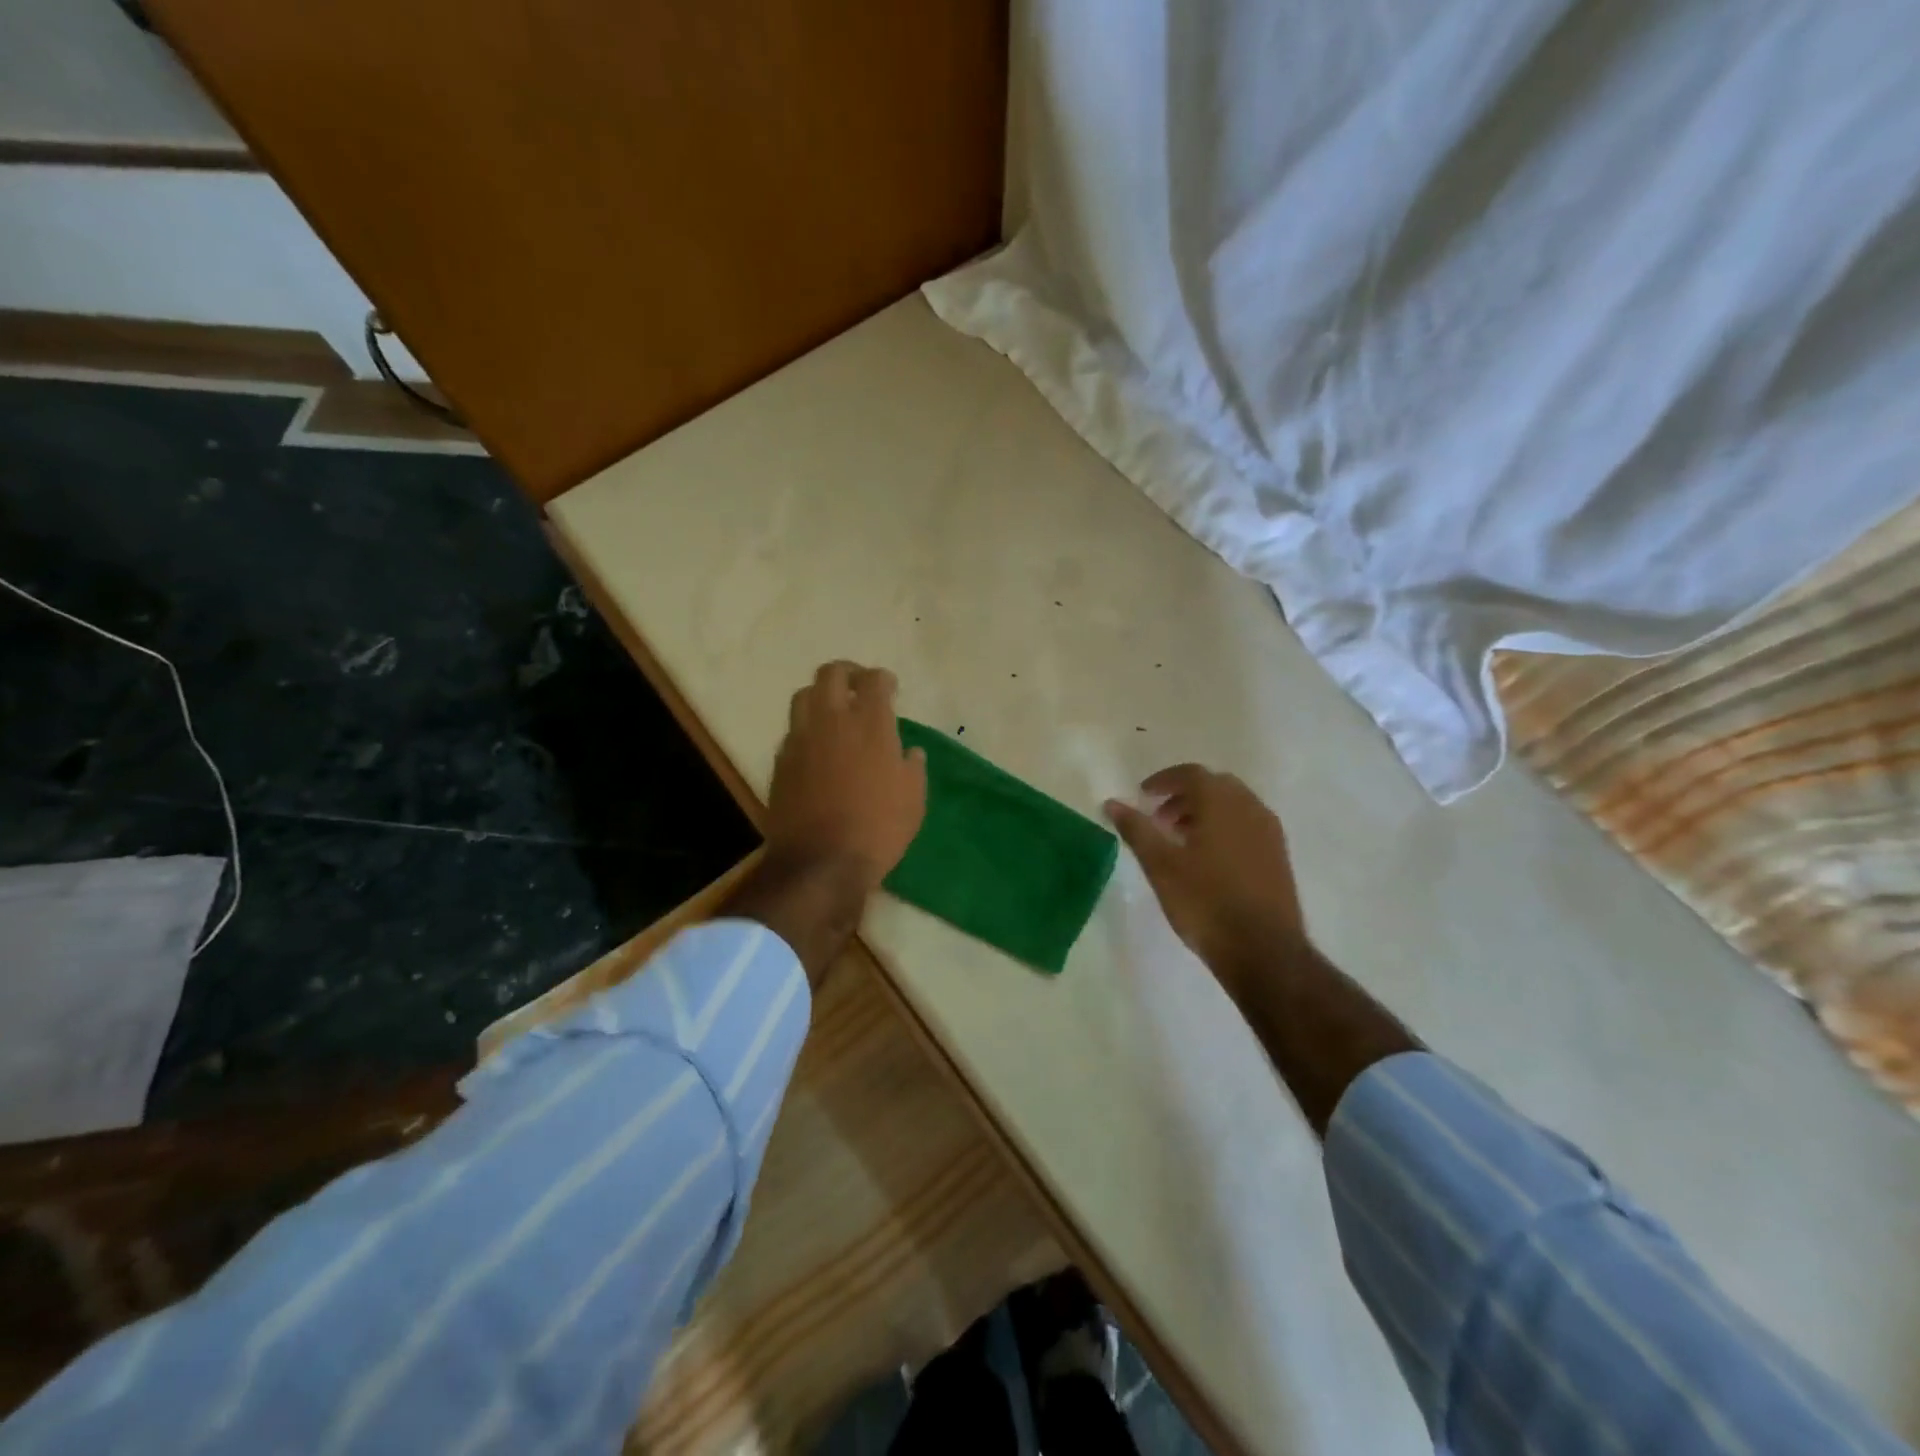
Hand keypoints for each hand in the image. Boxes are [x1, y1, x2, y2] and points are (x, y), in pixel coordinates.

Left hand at [765, 661, 926, 892]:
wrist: (821, 862)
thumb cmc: (879, 829)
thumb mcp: (913, 800)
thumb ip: (912, 768)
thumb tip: (910, 753)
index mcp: (870, 724)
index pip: (874, 680)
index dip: (883, 679)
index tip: (890, 688)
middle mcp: (832, 721)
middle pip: (831, 674)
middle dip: (847, 672)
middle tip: (859, 686)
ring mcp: (801, 739)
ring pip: (803, 696)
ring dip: (820, 696)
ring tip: (833, 712)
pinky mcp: (781, 762)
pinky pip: (792, 731)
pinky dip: (806, 730)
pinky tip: (816, 748)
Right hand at [1104, 765, 1306, 987]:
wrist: (1263, 950)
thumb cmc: (1205, 902)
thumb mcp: (1161, 865)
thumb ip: (1136, 829)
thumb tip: (1112, 803)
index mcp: (1221, 803)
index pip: (1191, 774)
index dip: (1163, 780)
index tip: (1143, 795)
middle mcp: (1250, 807)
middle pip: (1214, 786)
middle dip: (1184, 795)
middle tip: (1159, 818)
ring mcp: (1269, 832)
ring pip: (1233, 806)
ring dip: (1204, 812)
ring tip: (1179, 840)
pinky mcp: (1278, 855)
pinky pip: (1246, 825)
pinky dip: (1223, 828)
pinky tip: (1207, 859)